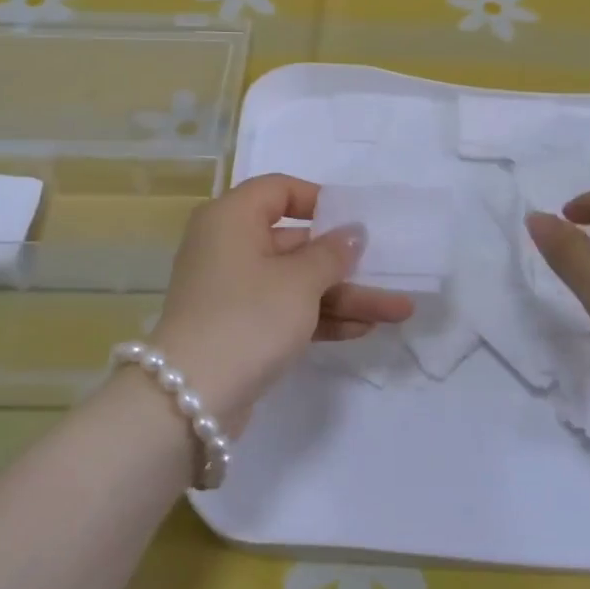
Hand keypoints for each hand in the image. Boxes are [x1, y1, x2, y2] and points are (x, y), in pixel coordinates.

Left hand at [150, 175, 414, 430]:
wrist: (191, 397)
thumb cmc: (248, 318)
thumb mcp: (299, 281)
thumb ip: (332, 254)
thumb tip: (352, 233)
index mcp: (232, 219)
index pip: (278, 191)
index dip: (318, 200)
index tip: (355, 218)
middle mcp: (229, 248)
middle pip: (295, 243)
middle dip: (346, 262)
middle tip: (389, 269)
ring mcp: (234, 292)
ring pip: (297, 283)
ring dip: (345, 296)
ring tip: (398, 310)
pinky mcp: (241, 329)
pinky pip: (287, 312)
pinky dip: (322, 318)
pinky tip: (364, 329)